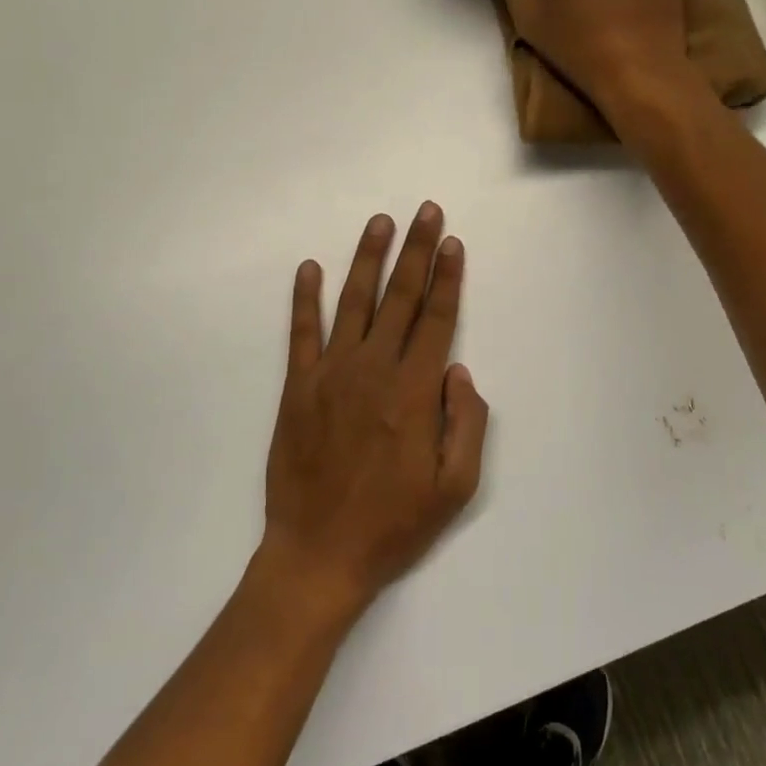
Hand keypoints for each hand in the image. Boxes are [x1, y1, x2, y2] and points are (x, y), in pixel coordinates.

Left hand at [259, 203, 488, 618]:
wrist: (318, 555)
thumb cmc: (394, 524)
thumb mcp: (455, 487)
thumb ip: (468, 423)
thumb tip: (459, 369)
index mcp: (414, 392)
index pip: (436, 319)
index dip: (446, 278)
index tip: (452, 243)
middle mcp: (373, 370)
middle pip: (400, 297)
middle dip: (416, 250)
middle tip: (426, 210)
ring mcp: (331, 374)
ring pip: (354, 302)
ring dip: (369, 259)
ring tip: (380, 222)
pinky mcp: (297, 387)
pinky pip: (301, 333)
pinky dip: (304, 298)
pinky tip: (309, 268)